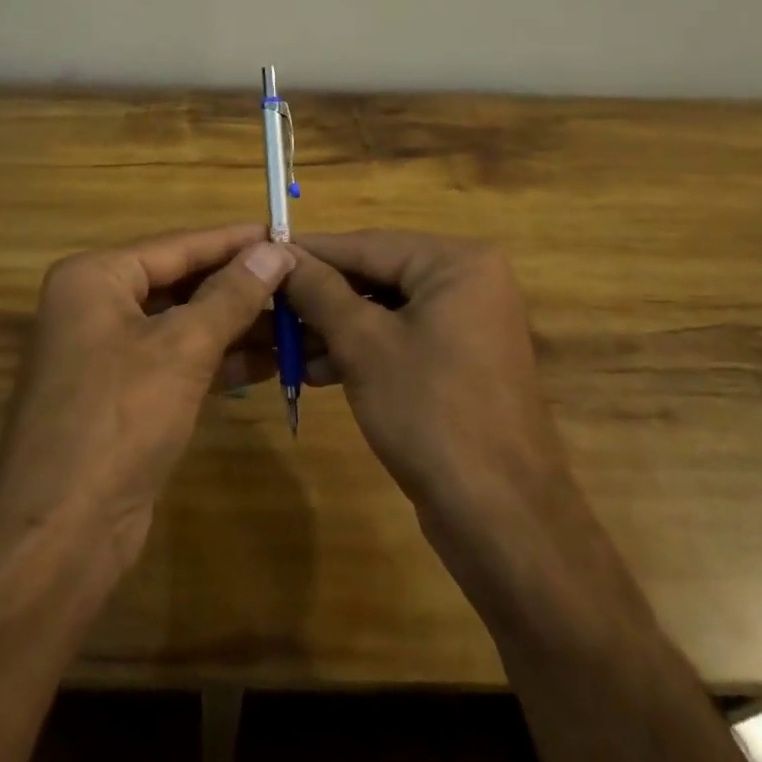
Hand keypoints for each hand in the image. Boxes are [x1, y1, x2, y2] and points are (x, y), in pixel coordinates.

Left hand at [0, 224, 294, 575]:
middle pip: (180, 282)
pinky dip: (219, 359)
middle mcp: (96, 306)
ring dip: (236, 324)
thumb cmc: (119, 419)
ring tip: (296, 319)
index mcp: (95, 278)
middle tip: (299, 279)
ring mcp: (108, 352)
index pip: (178, 245)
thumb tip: (274, 250)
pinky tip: (271, 360)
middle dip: (239, 285)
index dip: (234, 241)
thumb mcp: (182, 348)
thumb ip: (231, 295)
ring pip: (183, 324)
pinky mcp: (124, 394)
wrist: (61, 533)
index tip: (285, 232)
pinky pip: (178, 360)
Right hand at [282, 231, 568, 540]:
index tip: (261, 253)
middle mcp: (469, 281)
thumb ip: (319, 291)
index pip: (367, 244)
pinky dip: (362, 350)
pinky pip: (401, 338)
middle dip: (321, 296)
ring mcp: (468, 323)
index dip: (310, 252)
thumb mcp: (363, 344)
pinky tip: (317, 369)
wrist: (500, 517)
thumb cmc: (430, 412)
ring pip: (385, 310)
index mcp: (457, 262)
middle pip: (377, 274)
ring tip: (283, 344)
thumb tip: (280, 254)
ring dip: (335, 327)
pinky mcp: (461, 361)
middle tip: (268, 305)